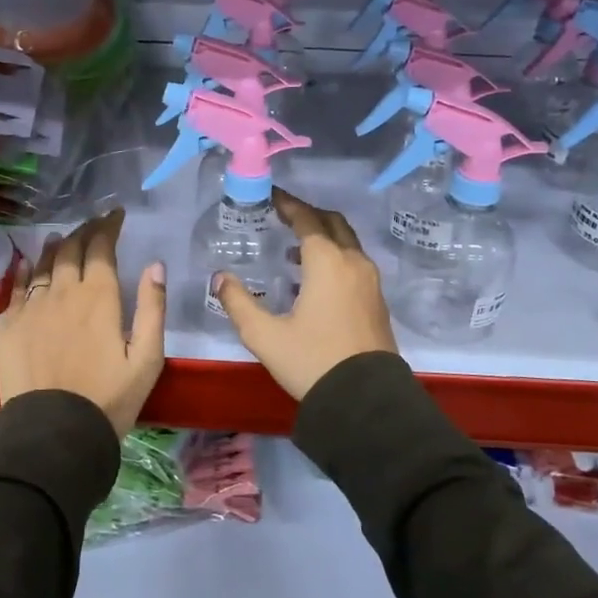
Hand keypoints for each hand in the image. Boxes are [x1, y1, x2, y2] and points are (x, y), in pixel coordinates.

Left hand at [0, 208, 166, 436]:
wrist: (53, 433)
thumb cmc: (109, 399)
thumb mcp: (147, 359)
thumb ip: (152, 308)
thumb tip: (156, 265)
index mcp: (99, 297)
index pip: (101, 248)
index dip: (108, 226)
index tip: (115, 214)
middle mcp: (63, 293)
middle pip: (72, 250)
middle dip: (85, 232)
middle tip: (94, 224)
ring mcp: (32, 308)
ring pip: (43, 265)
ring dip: (56, 247)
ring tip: (63, 237)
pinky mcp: (9, 326)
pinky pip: (17, 288)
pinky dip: (25, 270)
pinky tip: (27, 263)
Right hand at [211, 191, 397, 399]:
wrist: (365, 401)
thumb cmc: (312, 361)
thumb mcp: (265, 335)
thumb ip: (238, 302)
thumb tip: (220, 278)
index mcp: (327, 262)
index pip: (307, 220)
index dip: (288, 204)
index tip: (271, 196)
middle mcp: (353, 263)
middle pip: (333, 223)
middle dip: (309, 215)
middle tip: (284, 216)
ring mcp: (370, 282)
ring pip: (347, 243)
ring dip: (323, 237)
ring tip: (293, 250)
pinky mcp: (377, 301)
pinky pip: (354, 264)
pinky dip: (335, 257)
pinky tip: (314, 280)